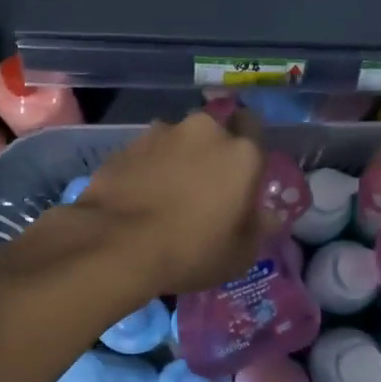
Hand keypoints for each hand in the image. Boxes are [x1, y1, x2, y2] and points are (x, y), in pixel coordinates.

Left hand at [63, 112, 268, 297]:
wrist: (117, 245)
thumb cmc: (191, 251)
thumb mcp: (239, 255)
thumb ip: (256, 227)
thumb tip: (263, 215)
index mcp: (241, 152)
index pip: (253, 126)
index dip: (246, 147)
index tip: (240, 172)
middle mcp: (204, 131)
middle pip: (212, 133)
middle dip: (209, 153)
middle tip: (201, 187)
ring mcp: (160, 133)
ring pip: (176, 141)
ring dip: (176, 158)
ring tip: (164, 193)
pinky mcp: (126, 146)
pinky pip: (146, 154)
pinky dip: (146, 168)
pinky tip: (138, 196)